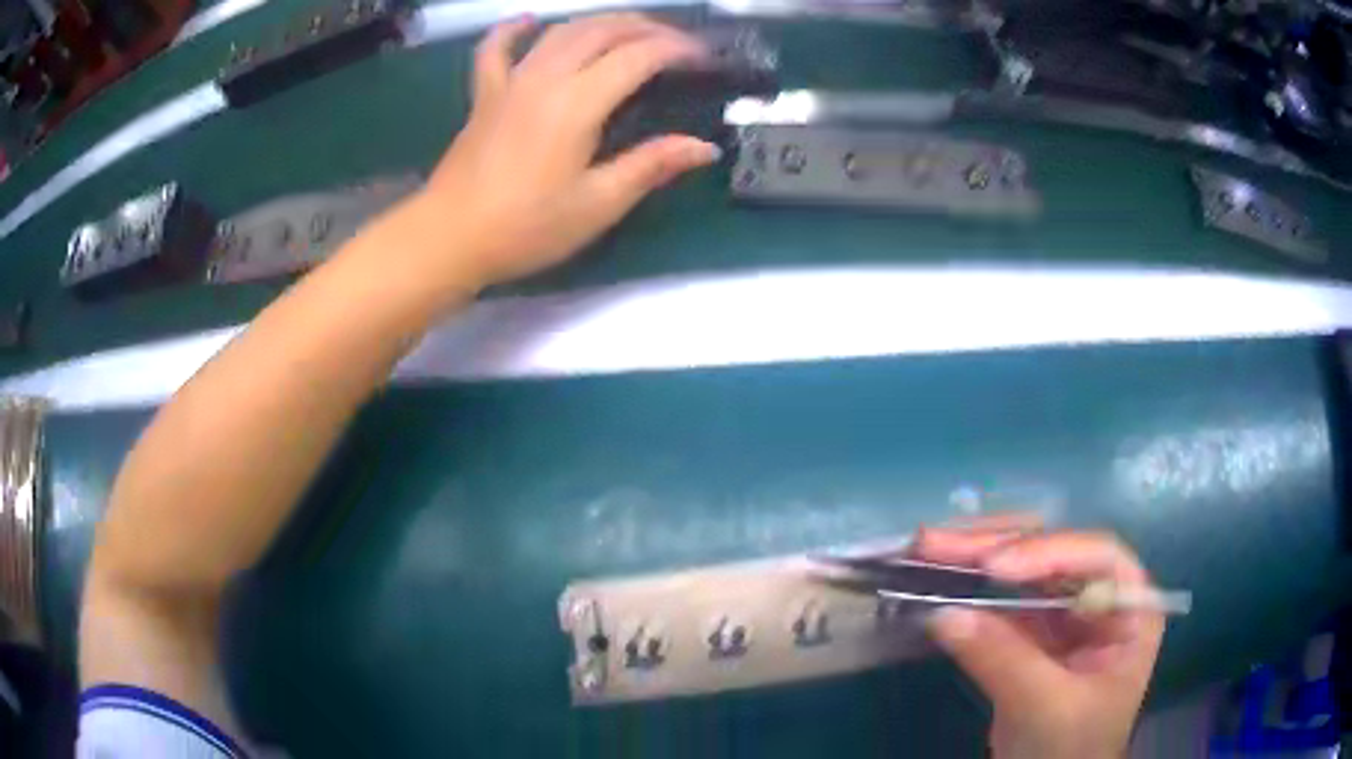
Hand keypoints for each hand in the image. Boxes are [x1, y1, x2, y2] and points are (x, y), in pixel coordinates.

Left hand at [416, 14, 720, 289]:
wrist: (449, 239)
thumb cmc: (525, 227)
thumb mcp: (597, 204)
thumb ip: (650, 166)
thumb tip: (703, 147)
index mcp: (577, 102)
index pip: (637, 56)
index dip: (676, 49)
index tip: (703, 57)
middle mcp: (545, 77)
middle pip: (601, 30)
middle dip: (645, 27)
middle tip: (675, 42)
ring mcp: (510, 81)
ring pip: (560, 31)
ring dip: (600, 22)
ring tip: (628, 30)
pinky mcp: (485, 95)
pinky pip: (496, 49)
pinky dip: (513, 30)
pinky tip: (528, 21)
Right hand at [913, 518, 1164, 758]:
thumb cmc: (1070, 748)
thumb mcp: (1045, 707)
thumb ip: (1003, 660)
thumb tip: (943, 613)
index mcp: (1130, 610)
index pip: (1098, 558)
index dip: (1049, 552)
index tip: (993, 567)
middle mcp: (1100, 599)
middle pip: (1054, 553)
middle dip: (997, 545)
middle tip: (938, 541)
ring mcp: (1064, 615)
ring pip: (1022, 569)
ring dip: (975, 557)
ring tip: (927, 546)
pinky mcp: (1030, 634)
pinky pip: (1000, 601)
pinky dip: (968, 591)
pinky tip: (938, 578)